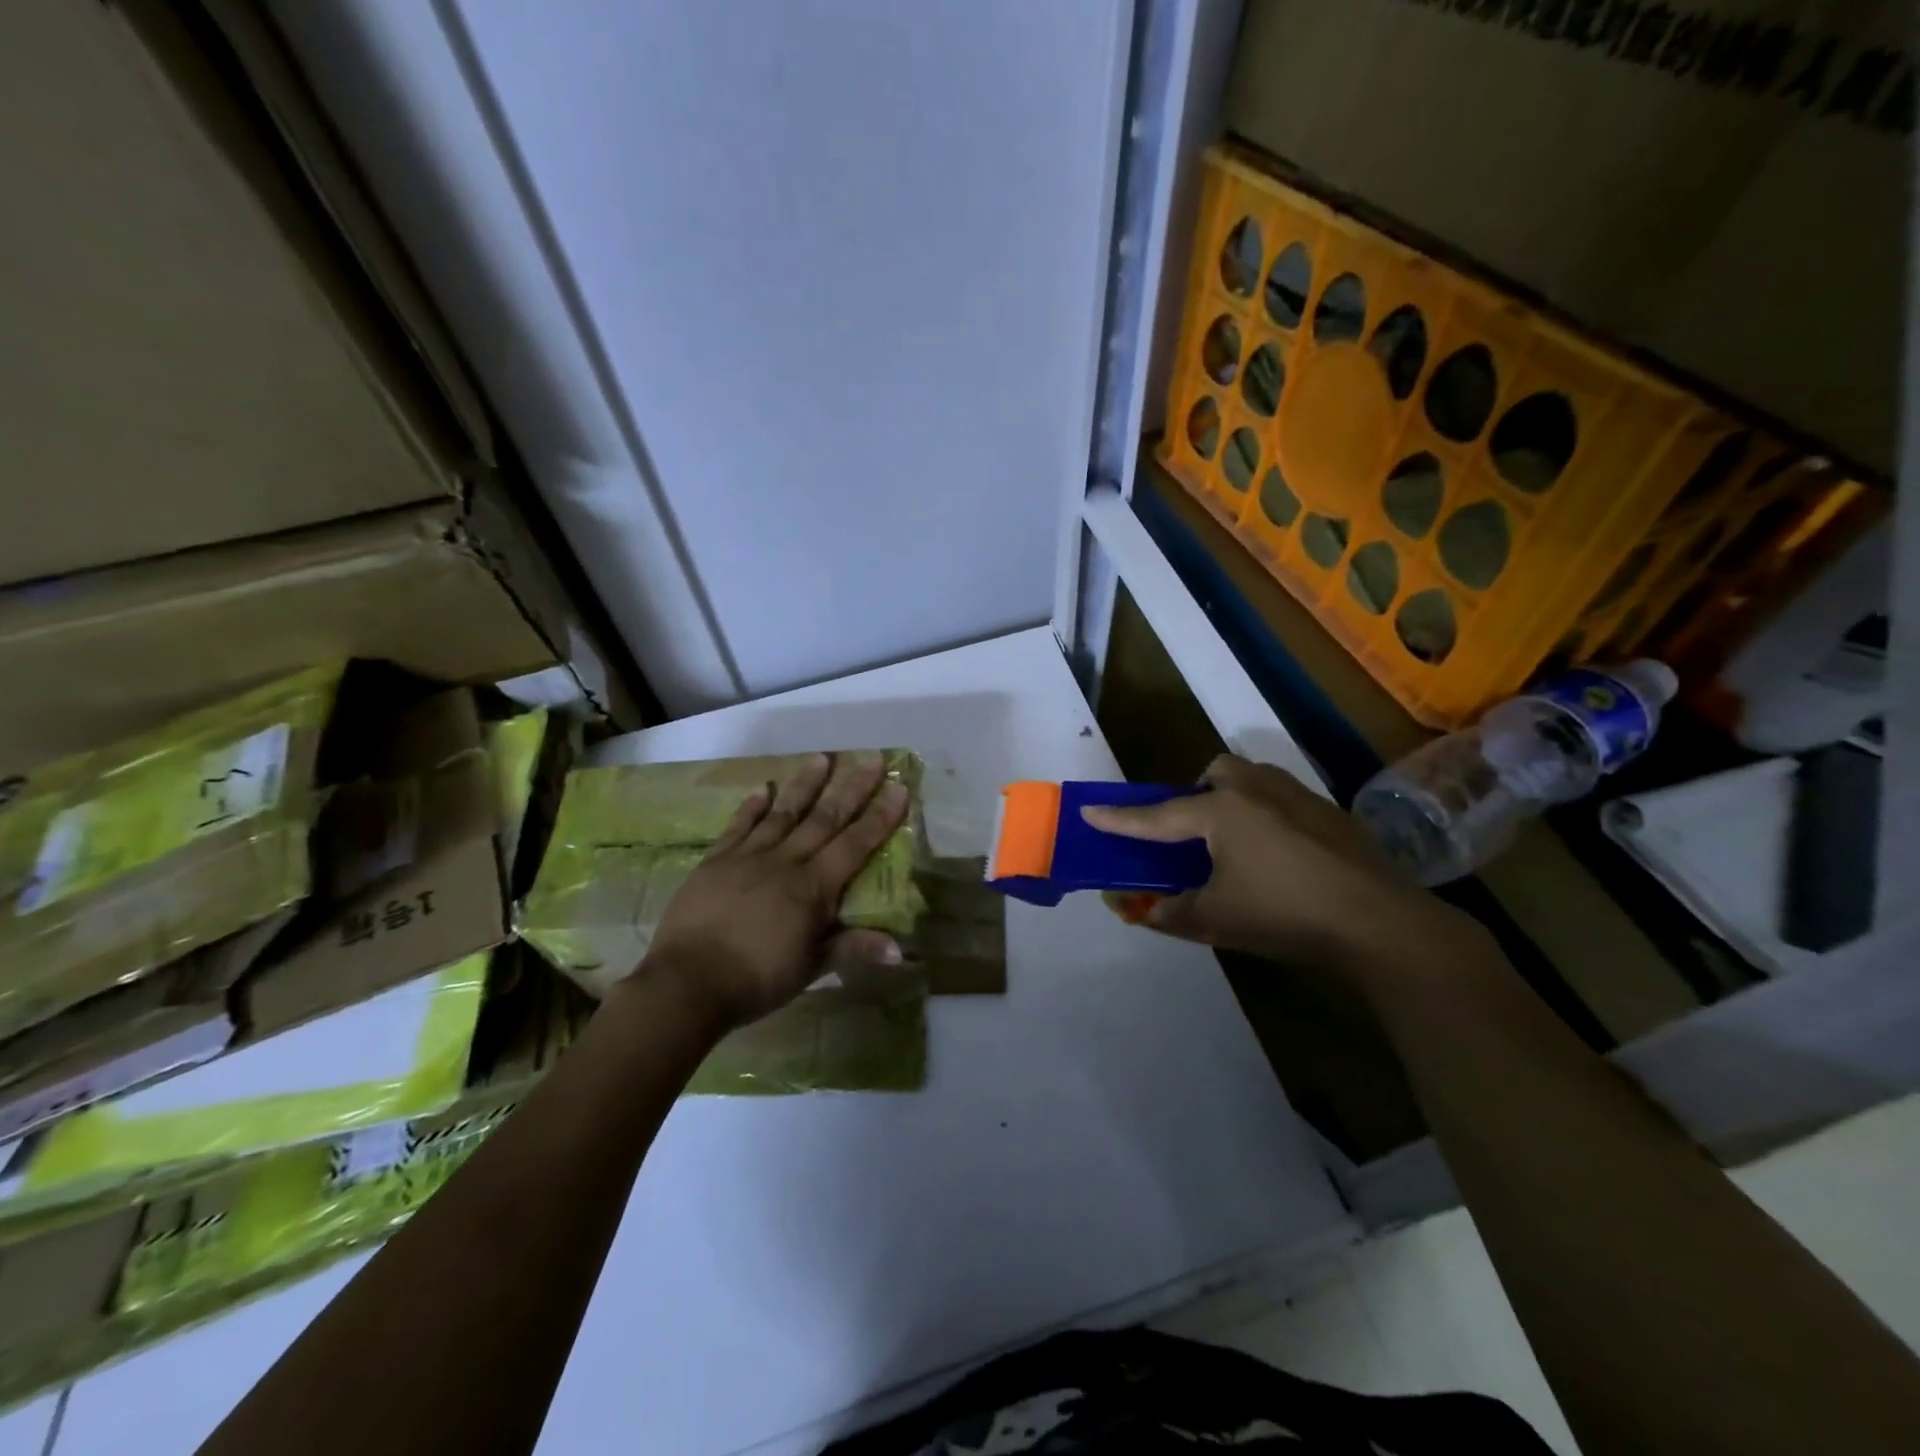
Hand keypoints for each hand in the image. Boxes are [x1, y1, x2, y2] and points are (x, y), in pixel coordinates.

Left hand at [635, 752, 909, 1030]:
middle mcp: (785, 862)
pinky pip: (738, 826)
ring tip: (821, 757)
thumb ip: (853, 949)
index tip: (898, 786)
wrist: (688, 983)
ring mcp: (748, 857)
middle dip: (852, 789)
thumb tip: (900, 949)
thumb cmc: (758, 979)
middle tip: (871, 759)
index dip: (879, 816)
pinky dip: (752, 806)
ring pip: (784, 813)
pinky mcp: (716, 861)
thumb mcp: (811, 967)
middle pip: (825, 819)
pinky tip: (762, 788)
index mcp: (813, 887)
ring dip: (805, 785)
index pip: (855, 844)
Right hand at [1081, 754, 1475, 981]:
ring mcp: (1298, 797)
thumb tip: (1140, 910)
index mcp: (1220, 811)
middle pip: (1213, 773)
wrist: (1379, 923)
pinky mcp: (1331, 814)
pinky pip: (1283, 800)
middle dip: (1196, 795)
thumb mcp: (1214, 920)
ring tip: (1236, 844)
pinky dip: (1267, 817)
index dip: (1120, 818)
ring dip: (1233, 800)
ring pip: (1253, 780)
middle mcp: (1255, 791)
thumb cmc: (1283, 914)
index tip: (1089, 810)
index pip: (1156, 816)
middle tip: (1193, 835)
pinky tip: (1280, 857)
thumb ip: (1170, 912)